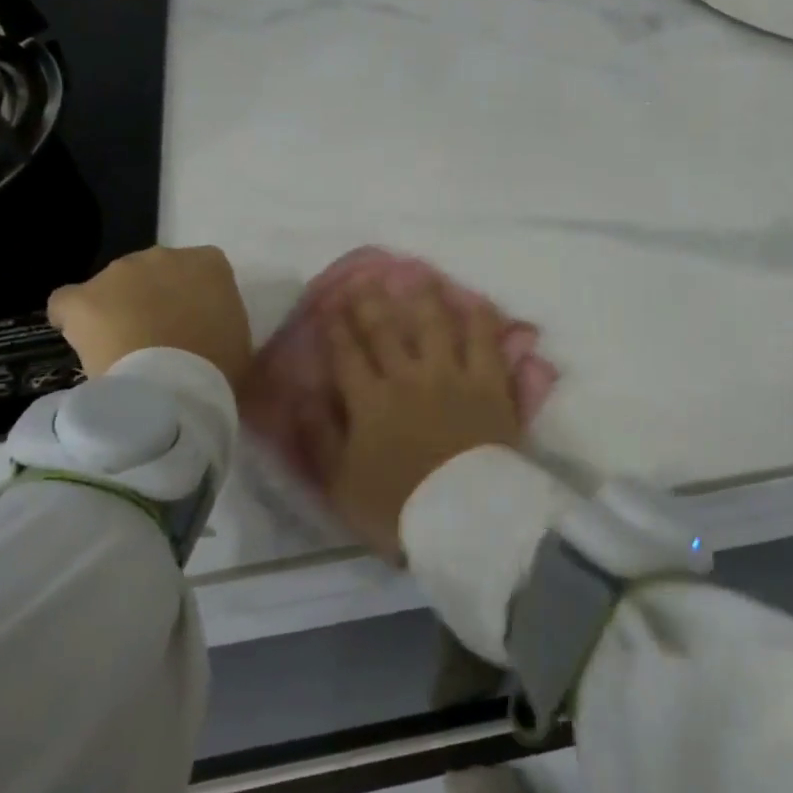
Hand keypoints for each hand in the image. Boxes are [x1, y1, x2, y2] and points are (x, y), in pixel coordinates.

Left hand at [48, 246, 250, 386]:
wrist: (173, 388)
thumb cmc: (219, 367)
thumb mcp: (239, 342)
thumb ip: (224, 323)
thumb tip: (210, 334)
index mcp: (209, 265)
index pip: (202, 271)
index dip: (195, 299)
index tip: (196, 326)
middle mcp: (164, 256)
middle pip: (154, 274)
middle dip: (153, 300)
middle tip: (160, 340)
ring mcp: (119, 272)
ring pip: (113, 287)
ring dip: (117, 310)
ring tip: (122, 351)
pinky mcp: (82, 297)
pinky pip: (69, 304)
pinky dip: (74, 320)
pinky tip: (84, 344)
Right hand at [323, 280, 523, 561]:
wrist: (464, 517)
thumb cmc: (398, 507)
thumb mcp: (341, 484)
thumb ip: (319, 437)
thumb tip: (302, 396)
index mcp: (370, 401)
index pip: (347, 355)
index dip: (336, 329)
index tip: (329, 306)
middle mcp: (408, 377)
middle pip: (386, 331)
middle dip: (371, 303)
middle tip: (366, 279)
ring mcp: (452, 376)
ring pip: (436, 325)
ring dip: (424, 298)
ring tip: (418, 275)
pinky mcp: (490, 383)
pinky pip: (486, 342)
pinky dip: (480, 319)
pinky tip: (476, 302)